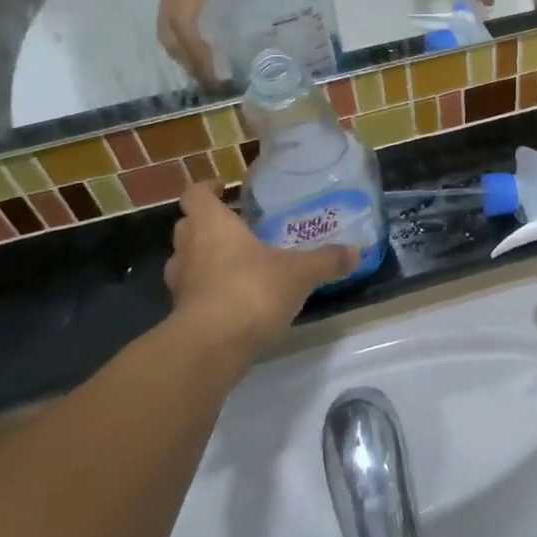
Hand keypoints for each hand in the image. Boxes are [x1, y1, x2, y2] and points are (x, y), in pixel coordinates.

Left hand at [167, 182, 355, 360]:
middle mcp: (189, 249)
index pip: (195, 195)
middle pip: (186, 226)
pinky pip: (191, 293)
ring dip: (201, 259)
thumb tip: (356, 252)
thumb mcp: (299, 273)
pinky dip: (206, 291)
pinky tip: (233, 300)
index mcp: (213, 226)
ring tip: (233, 264)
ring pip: (184, 261)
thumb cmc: (251, 291)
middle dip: (205, 224)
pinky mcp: (181, 315)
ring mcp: (180, 284)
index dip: (206, 189)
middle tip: (235, 227)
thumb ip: (326, 261)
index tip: (223, 189)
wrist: (211, 348)